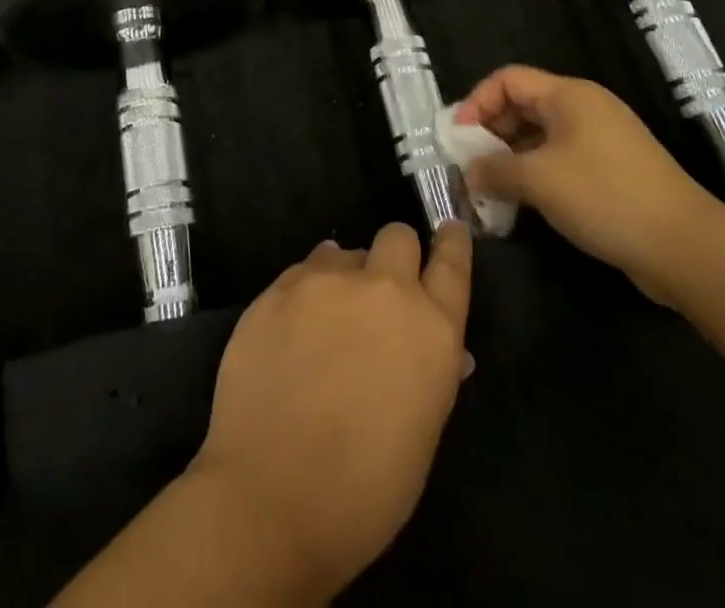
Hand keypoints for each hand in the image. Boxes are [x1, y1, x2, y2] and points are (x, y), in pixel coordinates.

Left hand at [188, 222, 472, 596]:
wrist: (271, 497)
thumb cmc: (364, 490)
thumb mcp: (420, 432)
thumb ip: (429, 372)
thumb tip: (436, 347)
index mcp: (431, 330)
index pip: (453, 264)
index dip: (453, 243)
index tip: (449, 228)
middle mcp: (383, 290)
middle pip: (397, 236)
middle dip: (395, 255)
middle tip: (380, 291)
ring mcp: (326, 282)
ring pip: (343, 251)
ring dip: (343, 277)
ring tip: (327, 320)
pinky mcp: (278, 287)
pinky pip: (302, 271)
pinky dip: (305, 292)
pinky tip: (293, 329)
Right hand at [455, 64, 724, 300]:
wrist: (685, 247)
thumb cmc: (605, 197)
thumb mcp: (538, 180)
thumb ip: (494, 170)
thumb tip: (469, 171)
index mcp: (568, 95)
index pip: (508, 80)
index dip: (477, 102)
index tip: (458, 138)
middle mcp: (584, 108)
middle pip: (523, 105)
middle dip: (491, 133)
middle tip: (470, 166)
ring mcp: (601, 140)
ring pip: (540, 136)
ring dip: (510, 158)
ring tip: (489, 189)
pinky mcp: (611, 170)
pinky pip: (560, 160)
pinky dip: (535, 174)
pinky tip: (521, 203)